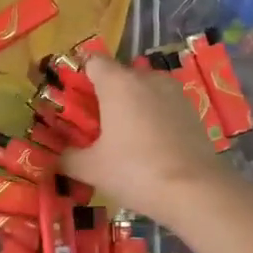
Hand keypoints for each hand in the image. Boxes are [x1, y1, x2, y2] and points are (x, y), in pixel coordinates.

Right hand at [61, 54, 224, 226]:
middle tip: (94, 126)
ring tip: (124, 138)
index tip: (73, 100)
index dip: (80, 76)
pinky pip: (163, 106)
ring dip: (131, 106)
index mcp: (118, 83)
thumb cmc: (134, 171)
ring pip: (143, 91)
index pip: (93, 61)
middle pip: (119, 76)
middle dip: (105, 95)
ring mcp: (174, 93)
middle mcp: (147, 78)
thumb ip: (67, 158)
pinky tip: (150, 146)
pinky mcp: (192, 111)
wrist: (195, 191)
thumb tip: (57, 157)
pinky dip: (153, 118)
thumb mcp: (90, 169)